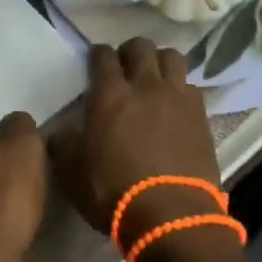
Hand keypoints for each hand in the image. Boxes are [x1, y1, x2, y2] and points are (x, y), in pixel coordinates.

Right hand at [53, 39, 235, 261]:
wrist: (170, 214)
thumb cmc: (113, 193)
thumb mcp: (72, 173)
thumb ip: (64, 145)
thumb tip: (60, 133)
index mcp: (109, 95)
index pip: (103, 57)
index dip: (98, 55)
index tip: (96, 61)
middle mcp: (145, 86)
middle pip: (141, 47)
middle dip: (131, 51)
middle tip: (125, 66)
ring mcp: (177, 97)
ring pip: (172, 57)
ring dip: (160, 61)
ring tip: (155, 77)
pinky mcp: (201, 114)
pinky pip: (191, 86)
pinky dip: (181, 88)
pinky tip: (176, 103)